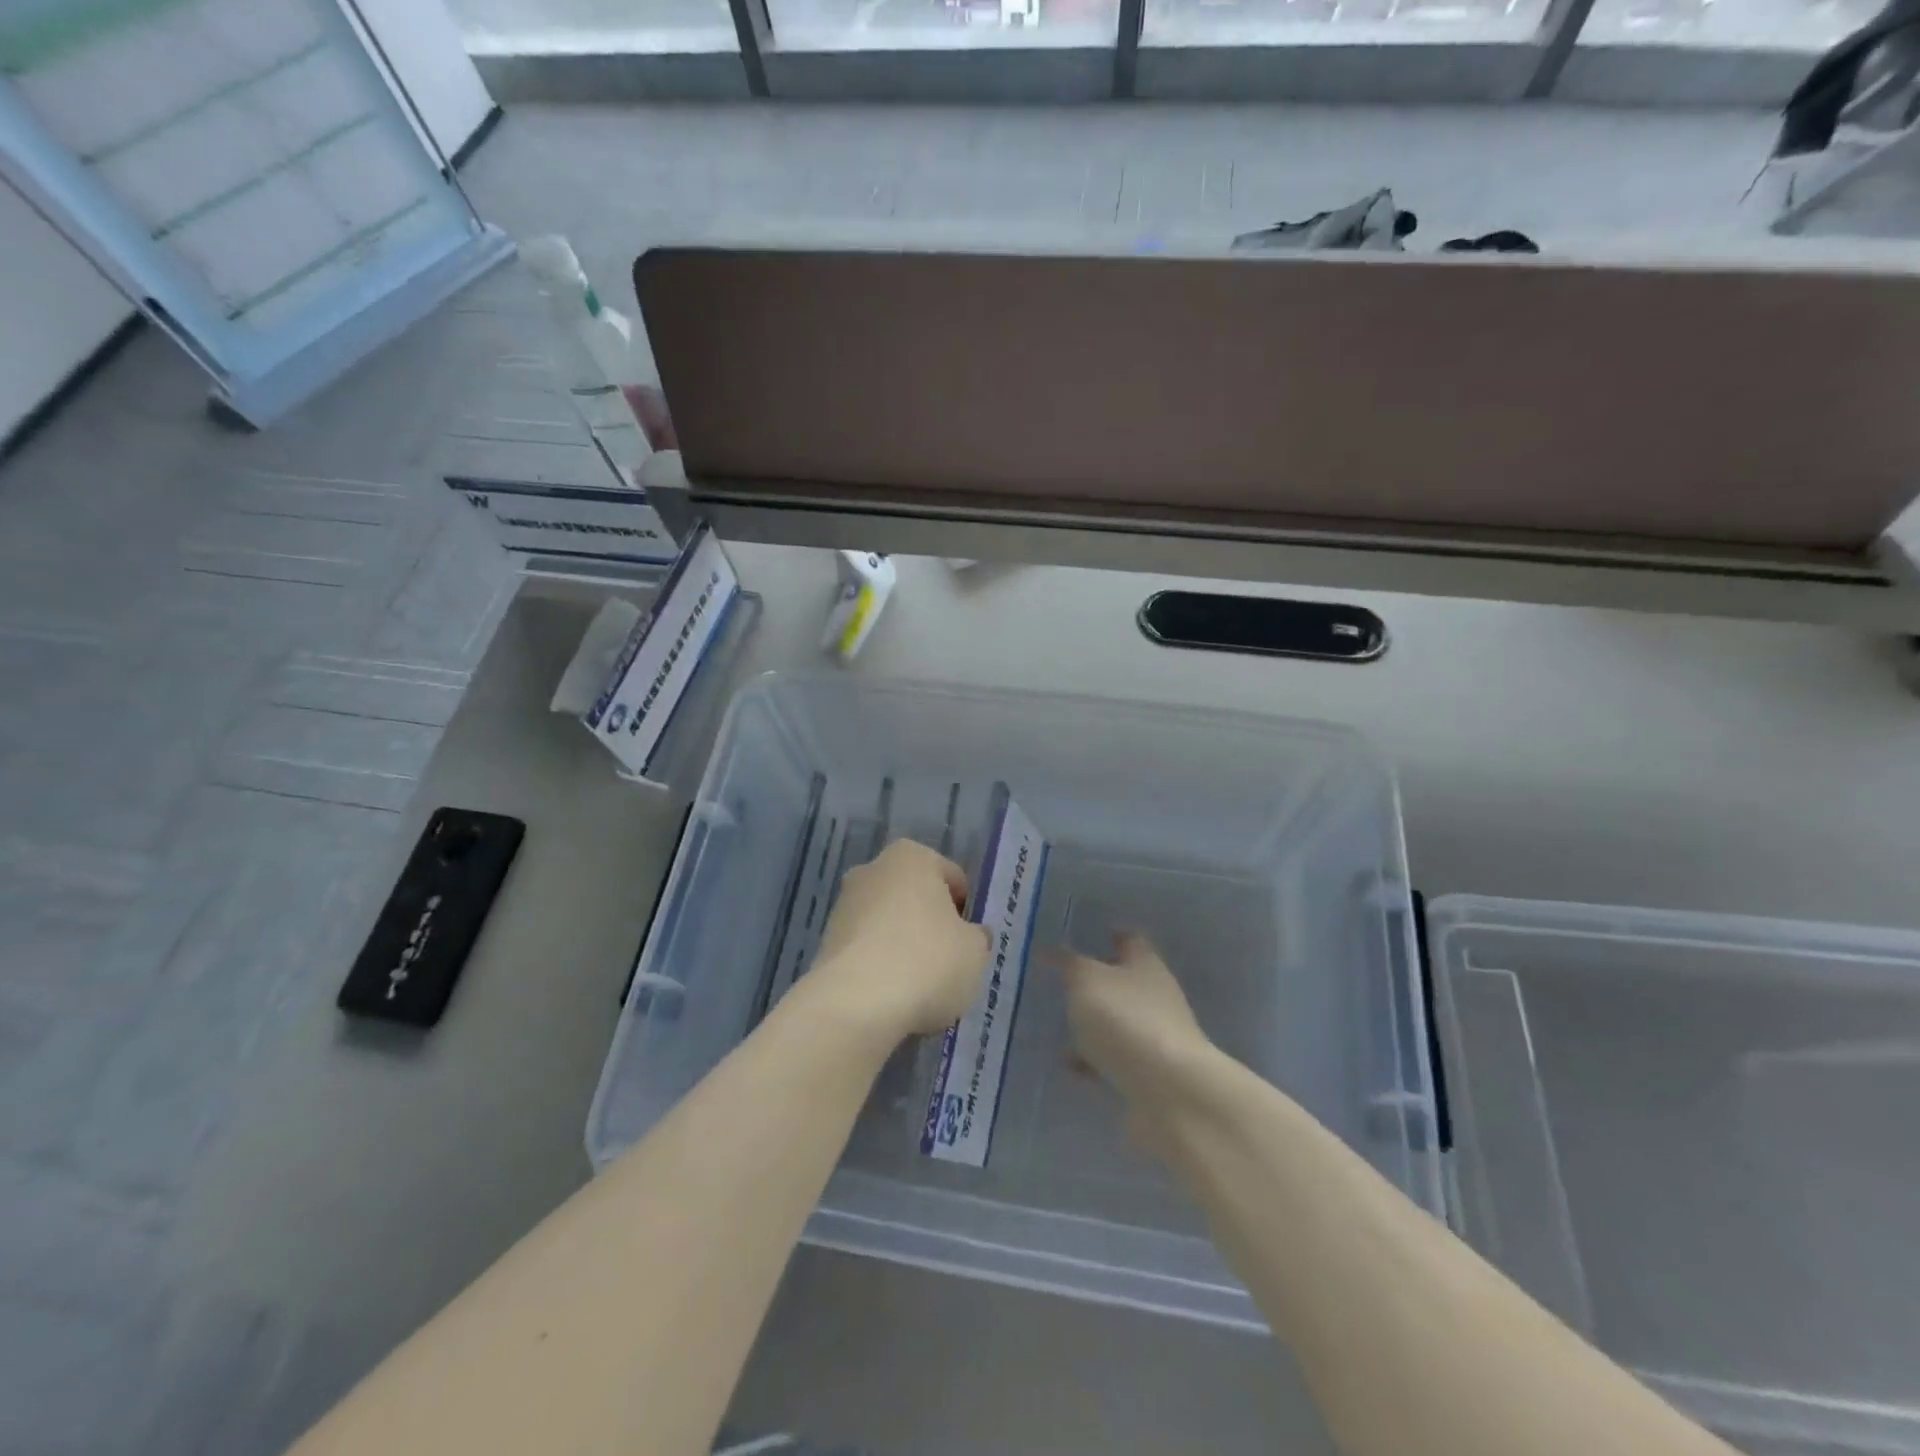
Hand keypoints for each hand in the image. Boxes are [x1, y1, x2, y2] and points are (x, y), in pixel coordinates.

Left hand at [809, 840, 990, 1039]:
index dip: (966, 913)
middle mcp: (873, 870)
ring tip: (918, 988)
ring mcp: (844, 905)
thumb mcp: (974, 951)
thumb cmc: (927, 962)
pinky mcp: (826, 942)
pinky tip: (891, 997)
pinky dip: (879, 968)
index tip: (968, 944)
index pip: (953, 879)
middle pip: (916, 899)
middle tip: (946, 965)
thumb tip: (971, 936)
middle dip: (930, 926)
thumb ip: (976, 937)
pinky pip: (866, 951)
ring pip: (888, 925)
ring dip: (903, 948)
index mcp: (912, 857)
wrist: (856, 1004)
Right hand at [1058, 932, 1211, 1097]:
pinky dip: (1094, 1060)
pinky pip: (1115, 1059)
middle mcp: (1155, 996)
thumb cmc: (1125, 1020)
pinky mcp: (1149, 1075)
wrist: (1169, 1093)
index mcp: (1145, 965)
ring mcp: (1155, 1037)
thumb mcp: (1086, 982)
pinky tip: (1070, 1067)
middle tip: (1061, 982)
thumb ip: (1068, 964)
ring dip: (1093, 1024)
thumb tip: (1049, 950)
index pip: (1129, 940)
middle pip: (1124, 982)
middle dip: (1096, 983)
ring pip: (1118, 1022)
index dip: (1110, 935)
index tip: (1086, 935)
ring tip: (1058, 1026)